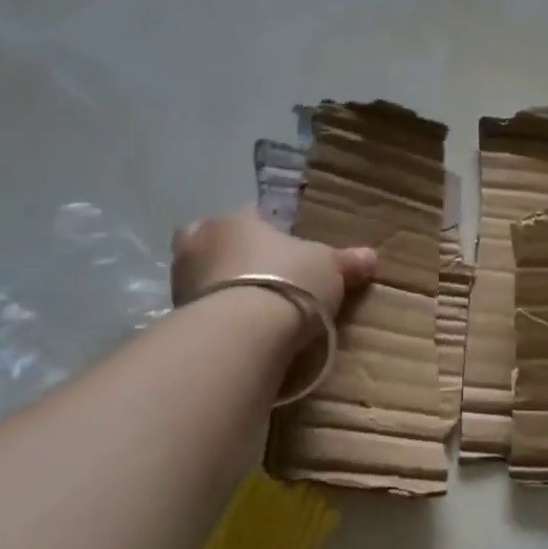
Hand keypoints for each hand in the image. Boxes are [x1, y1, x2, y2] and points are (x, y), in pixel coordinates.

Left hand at [171, 208, 378, 323]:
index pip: (251, 215)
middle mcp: (201, 240)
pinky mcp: (175, 315)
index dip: (268, 230)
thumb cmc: (289, 282)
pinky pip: (199, 308)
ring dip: (219, 285)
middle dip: (231, 253)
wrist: (242, 333)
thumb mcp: (330, 269)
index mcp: (237, 219)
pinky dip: (213, 315)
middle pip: (214, 240)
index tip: (285, 249)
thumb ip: (347, 262)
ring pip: (201, 273)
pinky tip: (235, 330)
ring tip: (248, 308)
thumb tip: (372, 256)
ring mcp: (181, 278)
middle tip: (259, 276)